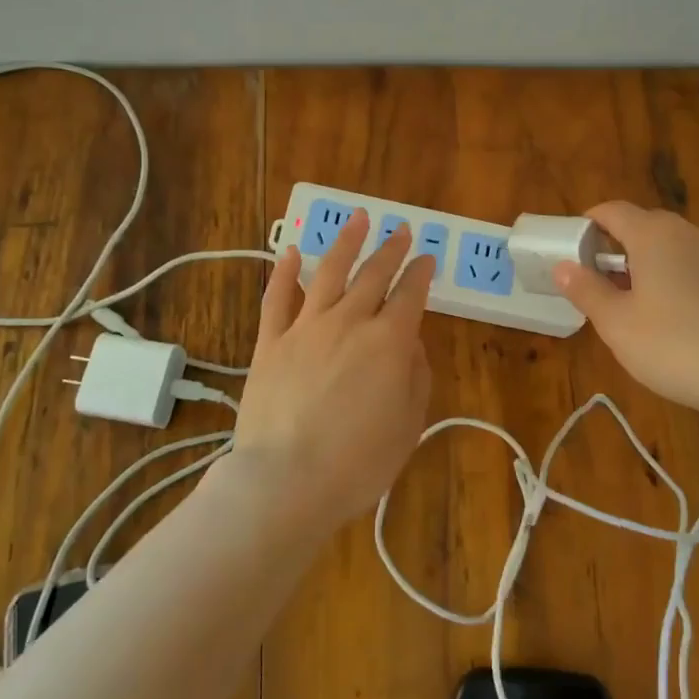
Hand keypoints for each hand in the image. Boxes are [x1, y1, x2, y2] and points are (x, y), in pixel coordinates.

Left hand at [230, 210, 434, 530]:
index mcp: (389, 341)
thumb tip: (410, 342)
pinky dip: (285, 272)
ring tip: (358, 218)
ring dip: (346, 242)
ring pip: (329, 272)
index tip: (427, 258)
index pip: (411, 295)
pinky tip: (291, 252)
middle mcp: (349, 322)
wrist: (285, 481)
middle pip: (374, 275)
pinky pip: (277, 298)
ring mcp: (306, 327)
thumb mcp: (408, 424)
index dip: (422, 273)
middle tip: (402, 230)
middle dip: (391, 249)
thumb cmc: (358, 462)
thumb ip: (415, 376)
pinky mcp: (270, 342)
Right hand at [554, 201, 698, 422]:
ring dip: (642, 264)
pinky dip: (670, 277)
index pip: (611, 211)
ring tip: (628, 302)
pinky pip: (690, 265)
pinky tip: (668, 316)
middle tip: (594, 282)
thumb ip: (586, 290)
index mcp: (652, 234)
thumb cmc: (674, 345)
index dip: (587, 225)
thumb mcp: (616, 323)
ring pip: (667, 247)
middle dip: (613, 247)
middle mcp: (685, 233)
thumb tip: (562, 265)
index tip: (570, 250)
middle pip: (640, 225)